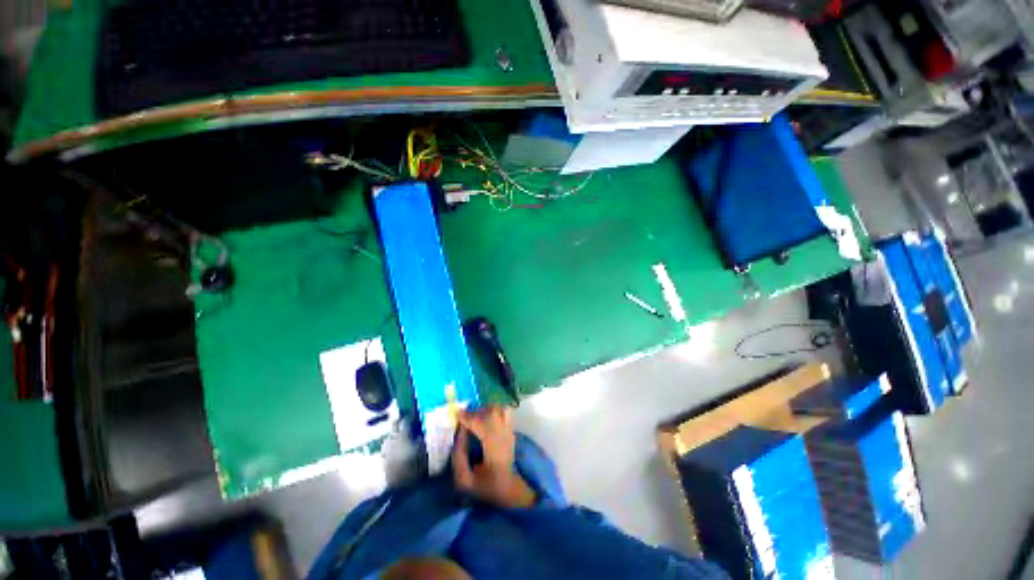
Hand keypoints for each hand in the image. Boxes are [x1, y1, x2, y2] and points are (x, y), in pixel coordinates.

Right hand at [451, 406, 535, 508]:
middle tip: (464, 415)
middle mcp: (504, 438)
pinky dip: (493, 411)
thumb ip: (459, 459)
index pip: (483, 426)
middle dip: (477, 411)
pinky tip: (484, 417)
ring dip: (486, 409)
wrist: (509, 489)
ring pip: (500, 410)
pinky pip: (504, 413)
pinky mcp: (511, 431)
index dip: (469, 418)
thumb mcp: (466, 482)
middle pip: (494, 413)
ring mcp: (510, 433)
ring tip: (474, 415)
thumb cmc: (487, 488)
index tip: (457, 415)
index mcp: (494, 451)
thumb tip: (458, 436)